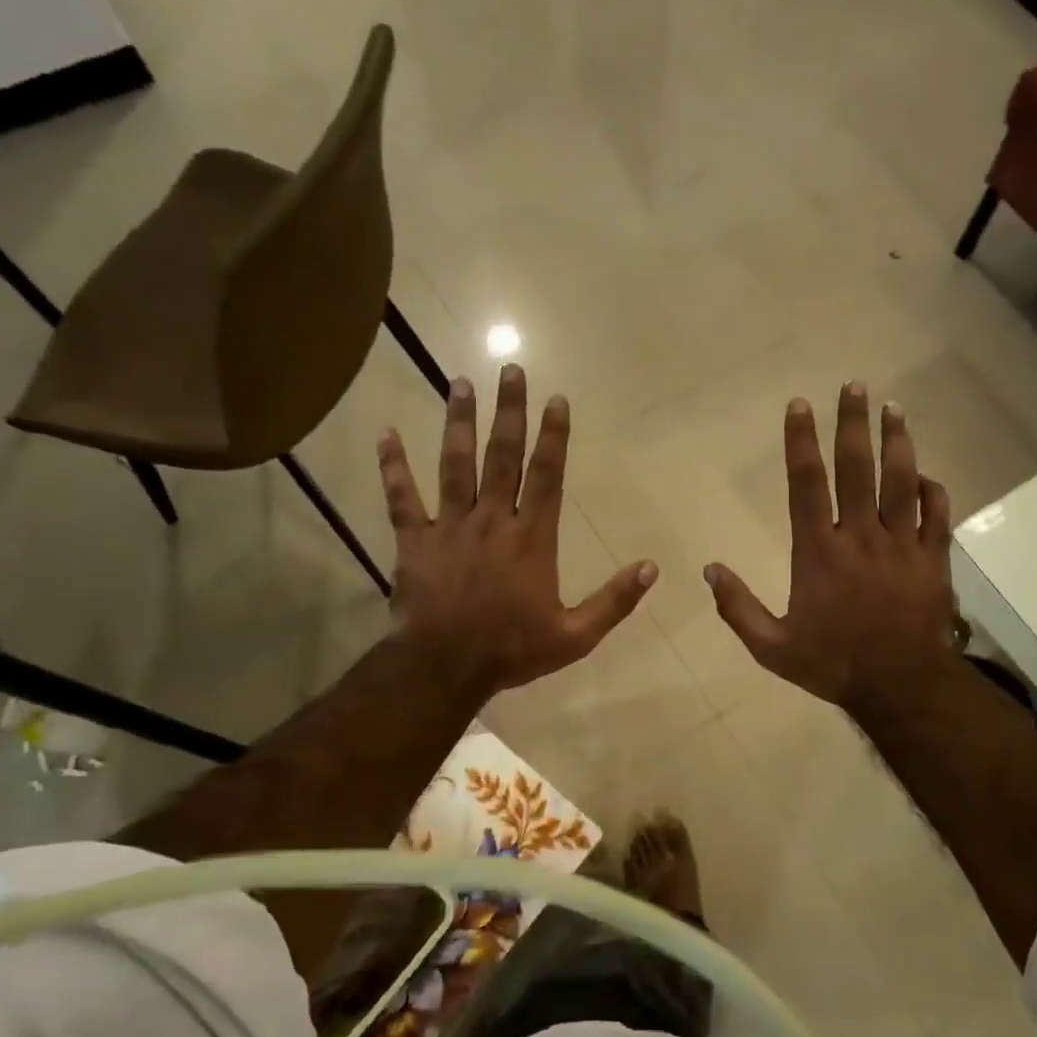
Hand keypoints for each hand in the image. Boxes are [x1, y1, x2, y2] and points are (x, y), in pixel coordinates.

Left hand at [378, 365, 655, 693]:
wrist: (445, 667)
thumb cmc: (512, 650)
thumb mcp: (575, 636)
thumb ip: (614, 601)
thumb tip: (651, 568)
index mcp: (532, 539)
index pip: (547, 476)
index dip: (553, 436)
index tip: (556, 399)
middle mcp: (492, 520)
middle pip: (502, 456)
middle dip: (509, 411)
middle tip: (510, 369)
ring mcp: (449, 527)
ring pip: (454, 465)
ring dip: (458, 422)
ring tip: (459, 382)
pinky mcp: (413, 541)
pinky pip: (401, 498)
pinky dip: (392, 466)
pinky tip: (385, 433)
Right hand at [705, 382, 956, 713]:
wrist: (901, 687)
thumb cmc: (832, 664)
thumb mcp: (772, 647)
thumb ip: (738, 608)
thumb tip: (709, 570)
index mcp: (819, 552)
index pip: (807, 484)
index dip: (801, 442)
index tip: (800, 406)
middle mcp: (861, 537)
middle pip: (857, 468)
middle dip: (853, 424)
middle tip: (854, 386)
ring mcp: (903, 545)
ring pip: (902, 481)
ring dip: (897, 442)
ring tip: (893, 408)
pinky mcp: (934, 560)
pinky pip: (937, 515)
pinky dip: (932, 490)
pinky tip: (925, 475)